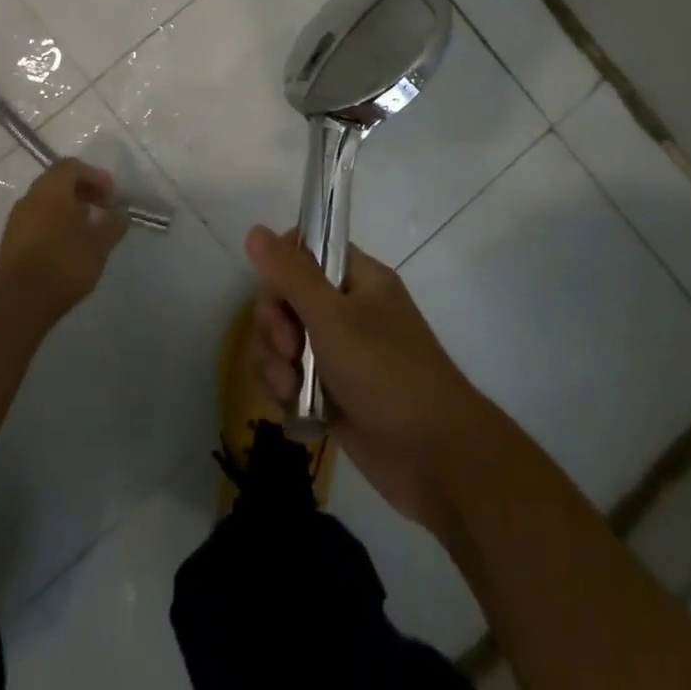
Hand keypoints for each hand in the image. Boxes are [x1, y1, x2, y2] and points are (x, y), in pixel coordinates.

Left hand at [0, 159, 127, 321]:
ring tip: (87, 229)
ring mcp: (17, 218)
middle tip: (102, 209)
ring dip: (68, 207)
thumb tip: (121, 212)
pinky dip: (54, 223)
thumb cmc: (65, 263)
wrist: (21, 302)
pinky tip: (67, 245)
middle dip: (83, 191)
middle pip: (58, 181)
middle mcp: (31, 196)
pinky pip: (36, 219)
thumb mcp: (100, 244)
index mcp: (52, 188)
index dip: (96, 176)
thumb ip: (114, 223)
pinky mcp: (10, 240)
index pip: (73, 166)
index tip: (112, 196)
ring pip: (46, 201)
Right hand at [246, 225, 494, 531]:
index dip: (281, 270)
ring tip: (289, 386)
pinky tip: (291, 405)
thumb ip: (291, 274)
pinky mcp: (329, 391)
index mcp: (357, 278)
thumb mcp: (333, 318)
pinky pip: (289, 374)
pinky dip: (283, 387)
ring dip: (274, 359)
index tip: (279, 296)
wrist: (435, 458)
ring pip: (282, 337)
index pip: (304, 251)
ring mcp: (338, 351)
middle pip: (285, 296)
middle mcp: (346, 309)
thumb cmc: (387, 374)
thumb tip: (255, 230)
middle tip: (289, 349)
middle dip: (274, 323)